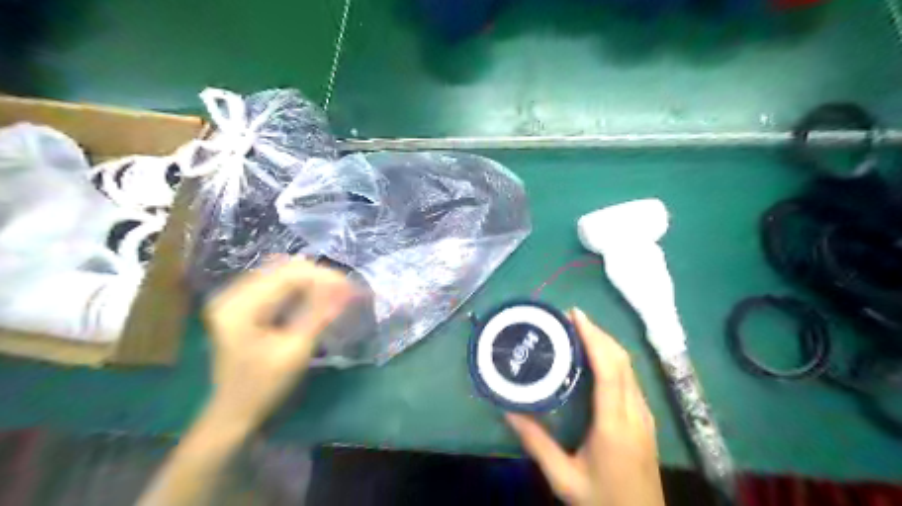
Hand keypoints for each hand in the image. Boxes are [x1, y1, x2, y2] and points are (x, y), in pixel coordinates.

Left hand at [202, 259, 353, 431]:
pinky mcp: (242, 304)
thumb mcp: (295, 351)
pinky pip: (275, 284)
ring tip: (335, 294)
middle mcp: (232, 294)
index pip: (287, 275)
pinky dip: (299, 288)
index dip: (322, 277)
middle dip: (318, 277)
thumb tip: (346, 288)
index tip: (350, 288)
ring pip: (281, 274)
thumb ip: (318, 315)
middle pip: (283, 269)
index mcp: (239, 306)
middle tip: (345, 291)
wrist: (234, 412)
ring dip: (311, 281)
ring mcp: (234, 298)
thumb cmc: (264, 386)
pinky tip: (315, 298)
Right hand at [506, 307, 660, 505]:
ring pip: (629, 366)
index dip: (593, 337)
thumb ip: (536, 444)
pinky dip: (613, 358)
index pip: (609, 368)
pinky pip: (630, 378)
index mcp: (614, 423)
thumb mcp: (564, 478)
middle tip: (570, 318)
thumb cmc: (603, 501)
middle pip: (621, 360)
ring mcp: (644, 414)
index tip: (574, 315)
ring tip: (580, 331)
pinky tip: (596, 359)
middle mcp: (635, 412)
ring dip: (606, 343)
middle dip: (598, 333)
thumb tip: (508, 412)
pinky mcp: (645, 419)